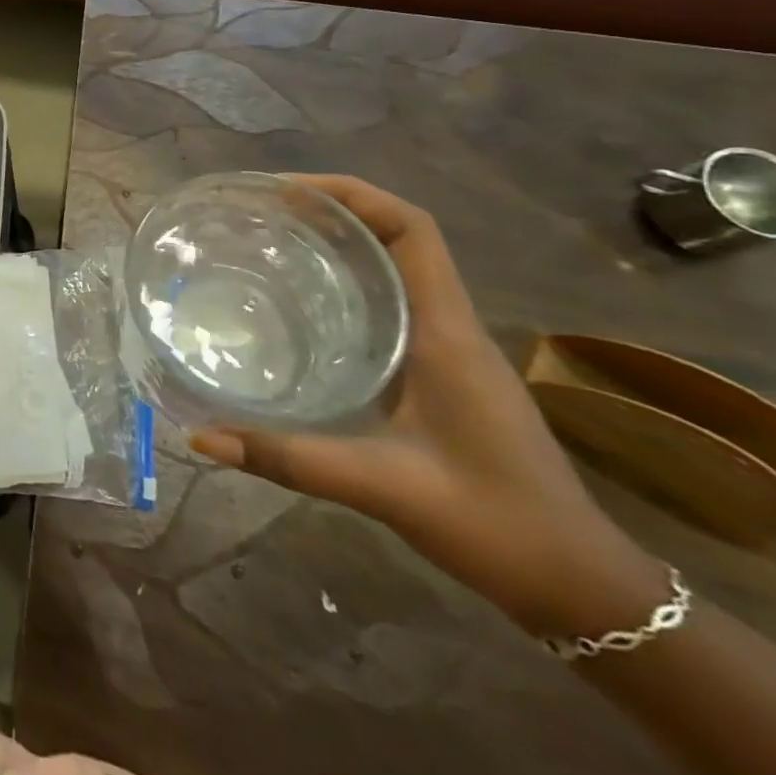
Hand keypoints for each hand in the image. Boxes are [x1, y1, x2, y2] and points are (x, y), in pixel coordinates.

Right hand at [190, 175, 659, 635]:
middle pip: (398, 236)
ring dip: (338, 242)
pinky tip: (298, 304)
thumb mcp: (382, 488)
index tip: (285, 190)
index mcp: (444, 333)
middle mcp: (449, 326)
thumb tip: (199, 436)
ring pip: (394, 267)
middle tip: (258, 211)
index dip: (353, 194)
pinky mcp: (440, 370)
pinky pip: (390, 302)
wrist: (577, 584)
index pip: (412, 231)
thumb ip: (287, 459)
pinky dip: (345, 282)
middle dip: (332, 209)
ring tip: (268, 241)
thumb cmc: (493, 523)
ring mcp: (448, 348)